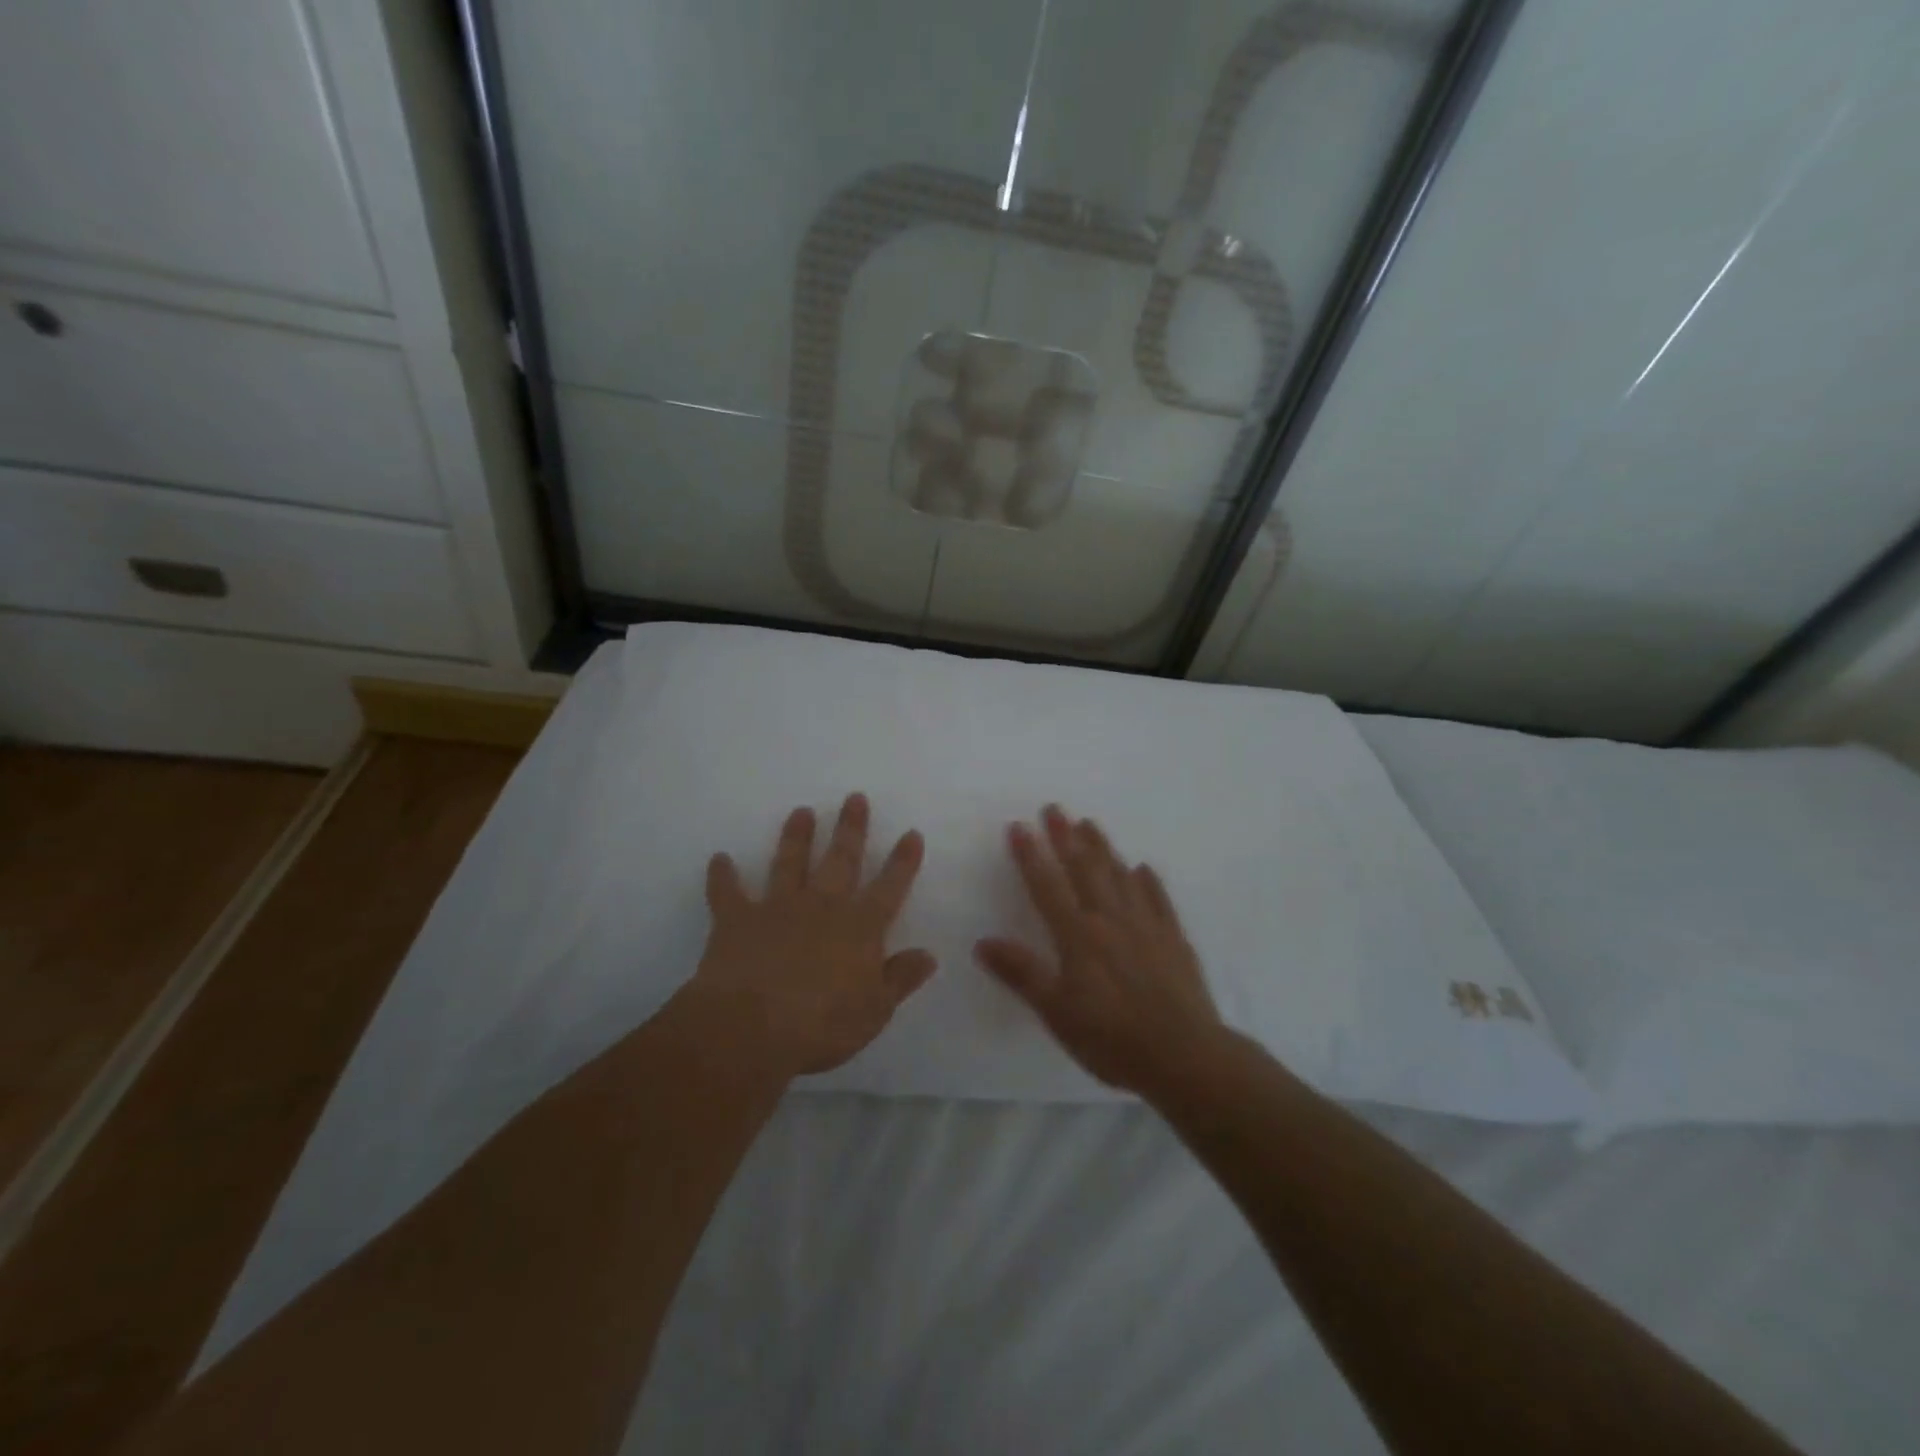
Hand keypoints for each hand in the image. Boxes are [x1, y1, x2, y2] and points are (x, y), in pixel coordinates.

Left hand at [689, 792, 936, 1078]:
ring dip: (796, 837)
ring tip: (801, 811)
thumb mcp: (874, 1010)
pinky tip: (719, 859)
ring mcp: (777, 909)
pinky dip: (722, 876)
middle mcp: (821, 907)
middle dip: (851, 829)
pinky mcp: (737, 920)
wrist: (750, 1028)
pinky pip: (727, 893)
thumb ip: (900, 978)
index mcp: (859, 928)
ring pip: (789, 863)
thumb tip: (928, 955)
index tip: (911, 834)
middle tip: (854, 798)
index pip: (889, 888)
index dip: (903, 862)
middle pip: (841, 861)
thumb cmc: (821, 1025)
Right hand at [975, 804, 1221, 1095]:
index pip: (1047, 886)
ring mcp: (1146, 926)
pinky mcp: (1174, 940)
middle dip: (1066, 837)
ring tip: (1090, 824)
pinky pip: (1159, 900)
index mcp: (1078, 935)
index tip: (1018, 826)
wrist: (1185, 1056)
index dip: (1030, 855)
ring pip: (1120, 876)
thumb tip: (982, 941)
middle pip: (1085, 870)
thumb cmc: (1112, 1038)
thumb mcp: (1056, 1012)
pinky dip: (1148, 881)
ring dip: (1103, 848)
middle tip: (1054, 808)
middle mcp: (1110, 920)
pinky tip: (1142, 868)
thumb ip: (1021, 973)